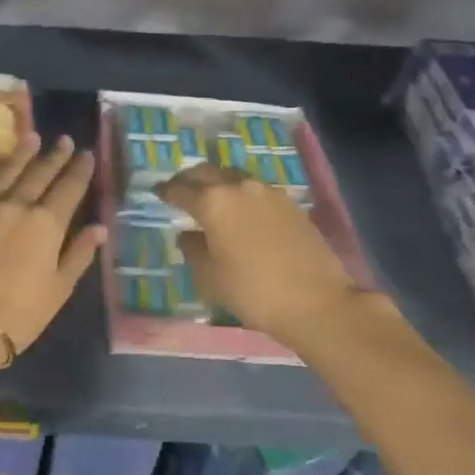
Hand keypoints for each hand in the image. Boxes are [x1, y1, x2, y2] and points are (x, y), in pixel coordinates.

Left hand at [0, 134, 106, 364]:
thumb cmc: (22, 311)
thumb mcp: (60, 287)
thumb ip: (79, 253)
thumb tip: (99, 228)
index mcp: (47, 223)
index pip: (69, 188)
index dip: (80, 170)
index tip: (87, 154)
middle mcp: (18, 205)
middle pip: (41, 173)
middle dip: (56, 155)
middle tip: (65, 140)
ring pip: (9, 169)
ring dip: (23, 152)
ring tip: (34, 137)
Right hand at [156, 164, 367, 346]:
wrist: (316, 302)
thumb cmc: (251, 291)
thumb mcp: (209, 277)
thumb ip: (193, 249)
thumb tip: (189, 234)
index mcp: (213, 202)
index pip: (181, 189)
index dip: (166, 191)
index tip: (157, 192)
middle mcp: (239, 187)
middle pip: (207, 172)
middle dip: (190, 179)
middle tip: (180, 189)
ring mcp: (269, 193)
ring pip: (234, 177)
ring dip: (218, 183)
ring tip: (211, 199)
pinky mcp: (291, 204)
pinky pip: (256, 191)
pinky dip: (241, 195)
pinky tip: (241, 212)